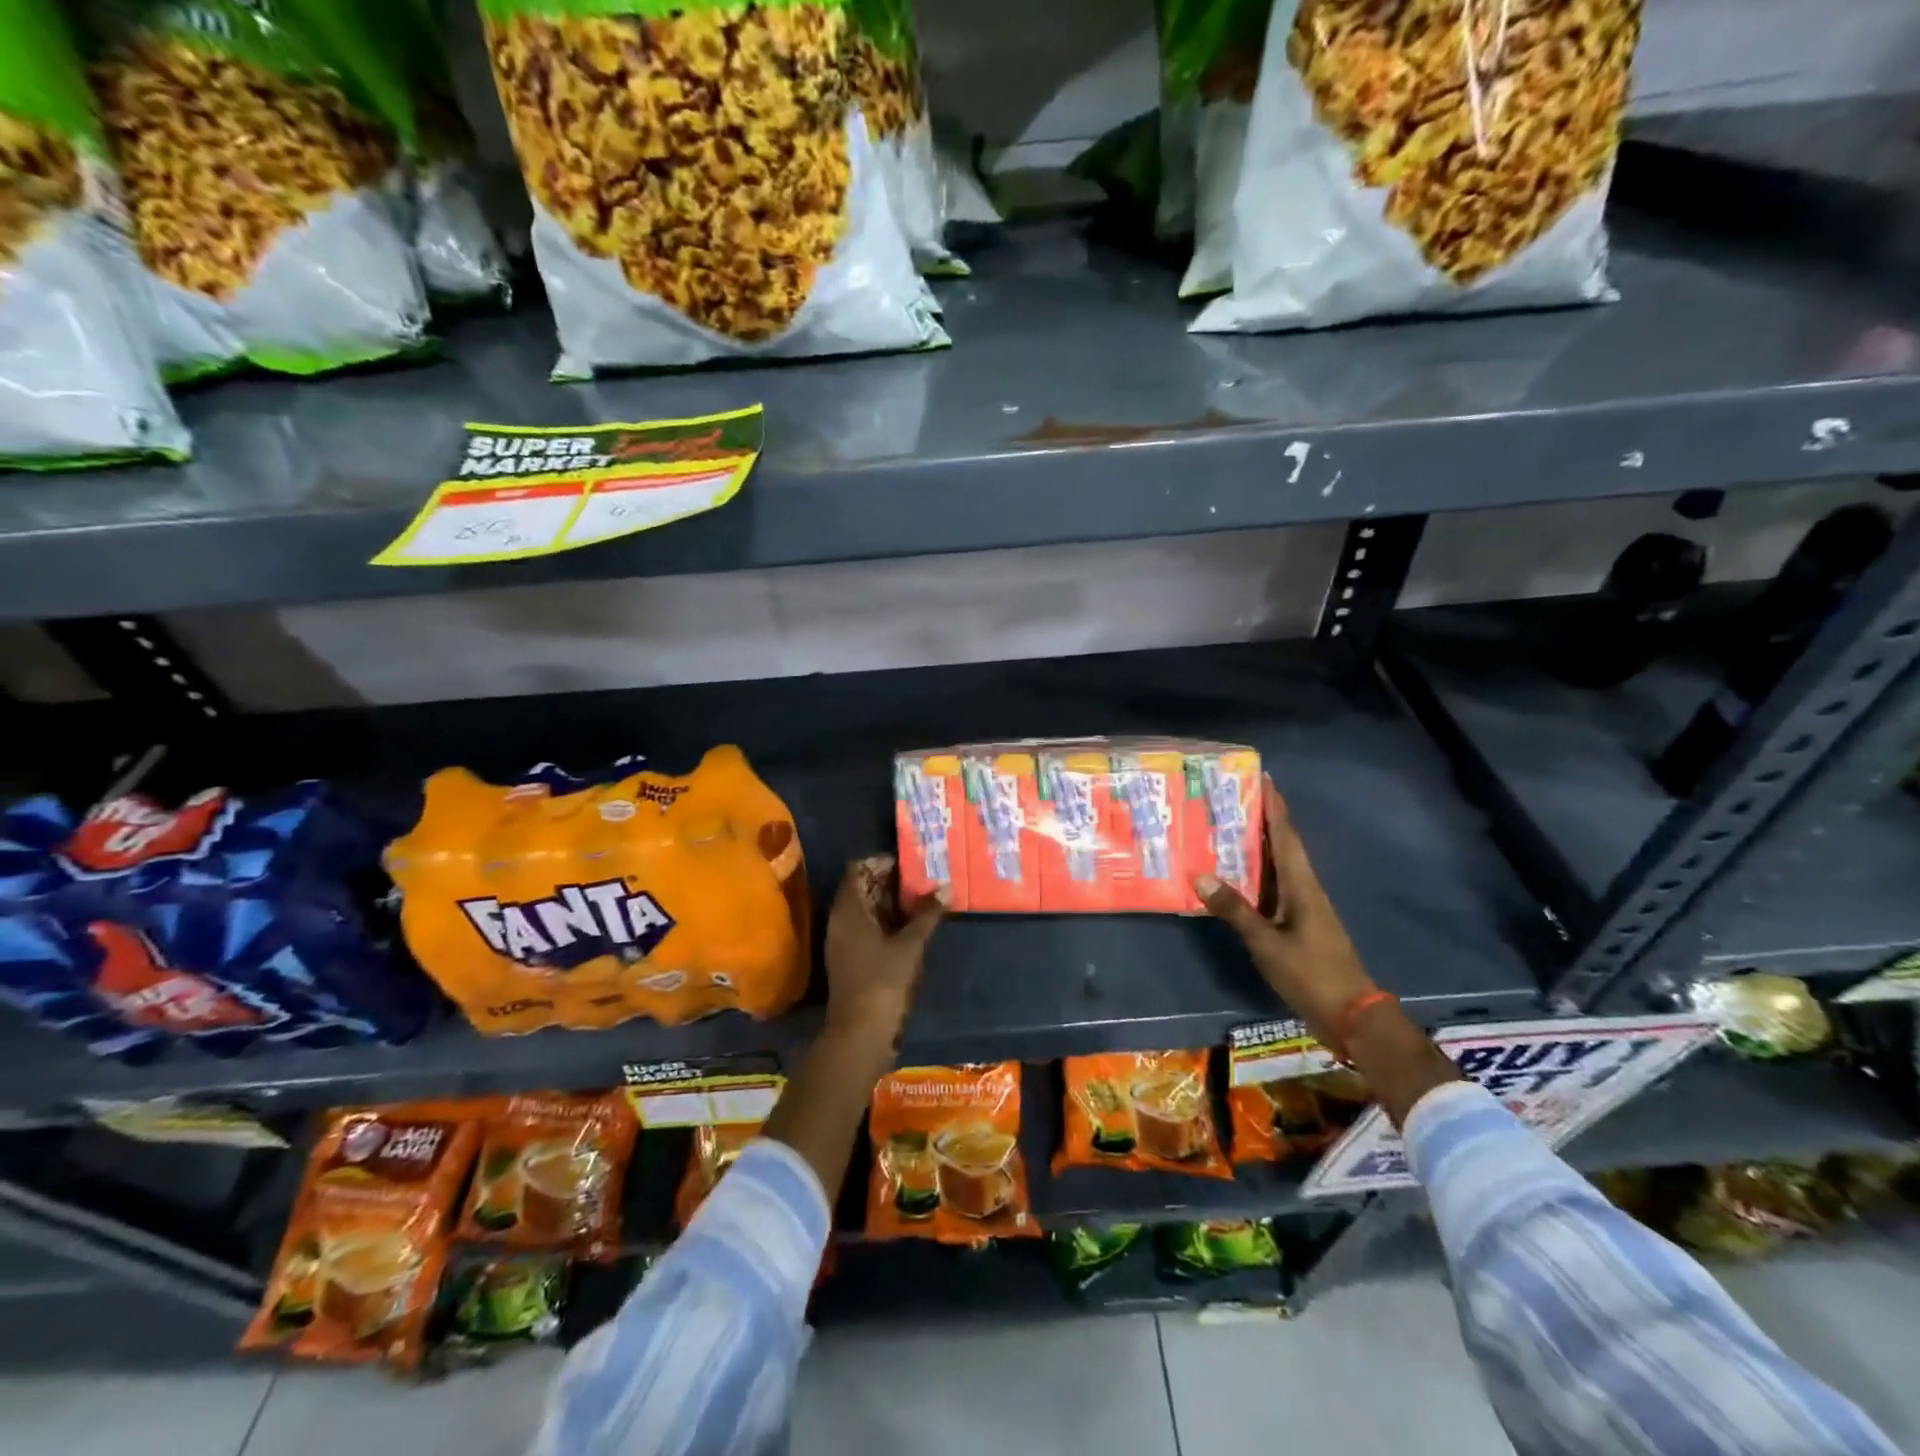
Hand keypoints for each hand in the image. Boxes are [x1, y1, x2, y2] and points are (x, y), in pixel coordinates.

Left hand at [822, 854, 945, 1049]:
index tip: (908, 863)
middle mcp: (840, 920)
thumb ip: (927, 915)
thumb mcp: (910, 945)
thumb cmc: (882, 981)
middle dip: (889, 881)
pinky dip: (886, 922)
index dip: (880, 862)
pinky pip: (867, 928)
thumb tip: (946, 887)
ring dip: (890, 902)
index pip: (857, 870)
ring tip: (922, 899)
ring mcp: (843, 941)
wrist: (860, 1033)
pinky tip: (912, 926)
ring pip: (865, 909)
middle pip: (861, 888)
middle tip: (922, 879)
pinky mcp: (850, 958)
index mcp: (848, 910)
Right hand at [1195, 776, 1374, 1048]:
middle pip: (1283, 843)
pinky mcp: (1298, 921)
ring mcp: (1303, 905)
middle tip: (1232, 796)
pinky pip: (1274, 884)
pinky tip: (1236, 872)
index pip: (1286, 836)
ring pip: (1278, 864)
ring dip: (1258, 843)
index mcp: (1302, 885)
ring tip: (1227, 825)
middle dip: (1262, 818)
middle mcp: (1305, 887)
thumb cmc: (1311, 973)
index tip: (1263, 777)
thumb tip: (1200, 875)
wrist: (1350, 1014)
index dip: (1275, 806)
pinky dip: (1256, 871)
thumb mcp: (1267, 943)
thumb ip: (1235, 909)